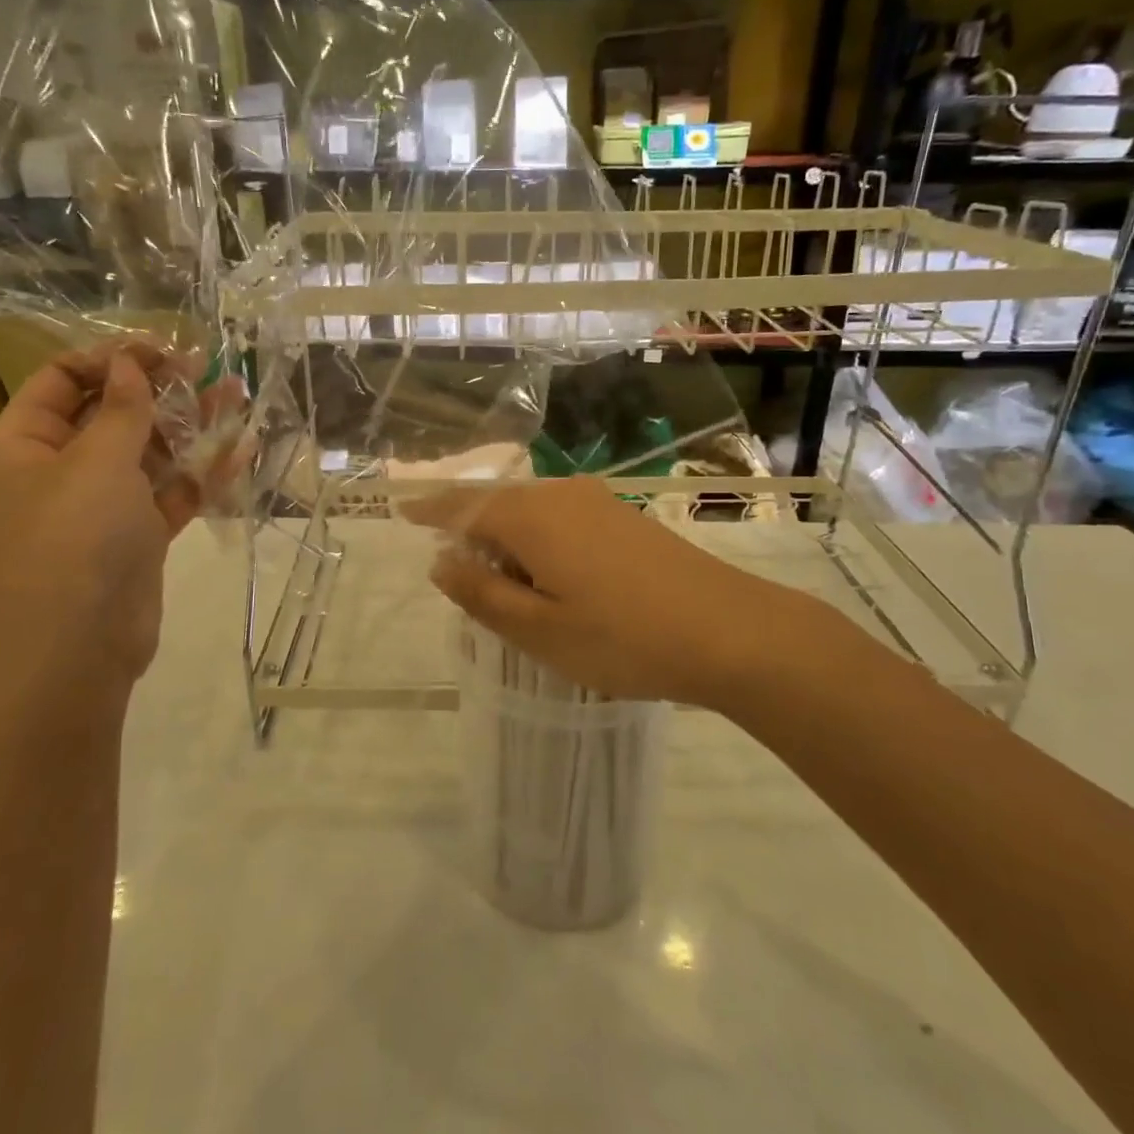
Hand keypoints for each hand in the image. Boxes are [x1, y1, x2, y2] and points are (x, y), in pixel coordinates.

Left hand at [0, 340, 238, 688]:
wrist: (79, 644)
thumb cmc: (76, 538)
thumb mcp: (98, 461)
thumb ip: (123, 408)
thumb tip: (130, 362)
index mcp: (28, 441)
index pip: (63, 379)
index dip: (111, 359)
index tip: (161, 353)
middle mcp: (63, 467)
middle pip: (113, 412)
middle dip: (159, 389)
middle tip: (206, 370)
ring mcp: (103, 503)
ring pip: (150, 451)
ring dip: (191, 426)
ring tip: (237, 396)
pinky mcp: (138, 534)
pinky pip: (172, 491)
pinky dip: (203, 472)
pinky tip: (243, 448)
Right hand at [404, 477, 873, 708]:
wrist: (731, 631)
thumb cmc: (623, 637)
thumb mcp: (539, 629)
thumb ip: (481, 593)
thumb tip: (440, 563)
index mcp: (530, 517)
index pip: (463, 506)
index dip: (430, 511)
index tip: (402, 512)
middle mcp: (560, 496)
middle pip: (498, 505)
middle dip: (471, 533)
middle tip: (458, 575)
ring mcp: (597, 503)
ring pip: (531, 513)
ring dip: (507, 542)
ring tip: (504, 586)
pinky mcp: (624, 517)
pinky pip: (561, 520)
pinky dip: (539, 543)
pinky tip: (550, 577)